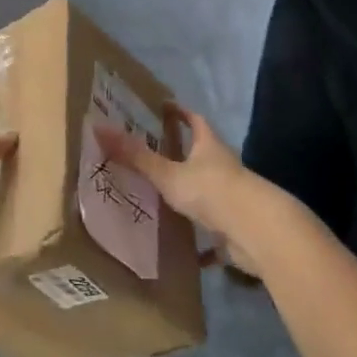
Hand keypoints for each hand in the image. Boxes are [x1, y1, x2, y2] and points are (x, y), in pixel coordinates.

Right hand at [95, 107, 268, 277]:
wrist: (257, 232)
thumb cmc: (212, 191)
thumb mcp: (169, 174)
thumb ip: (137, 156)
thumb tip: (99, 128)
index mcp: (210, 146)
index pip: (196, 120)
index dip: (181, 112)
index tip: (165, 107)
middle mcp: (224, 167)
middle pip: (203, 154)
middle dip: (182, 152)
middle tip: (154, 152)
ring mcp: (232, 197)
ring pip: (207, 190)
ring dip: (190, 191)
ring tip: (163, 196)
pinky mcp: (235, 226)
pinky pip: (214, 227)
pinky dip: (202, 237)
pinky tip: (187, 249)